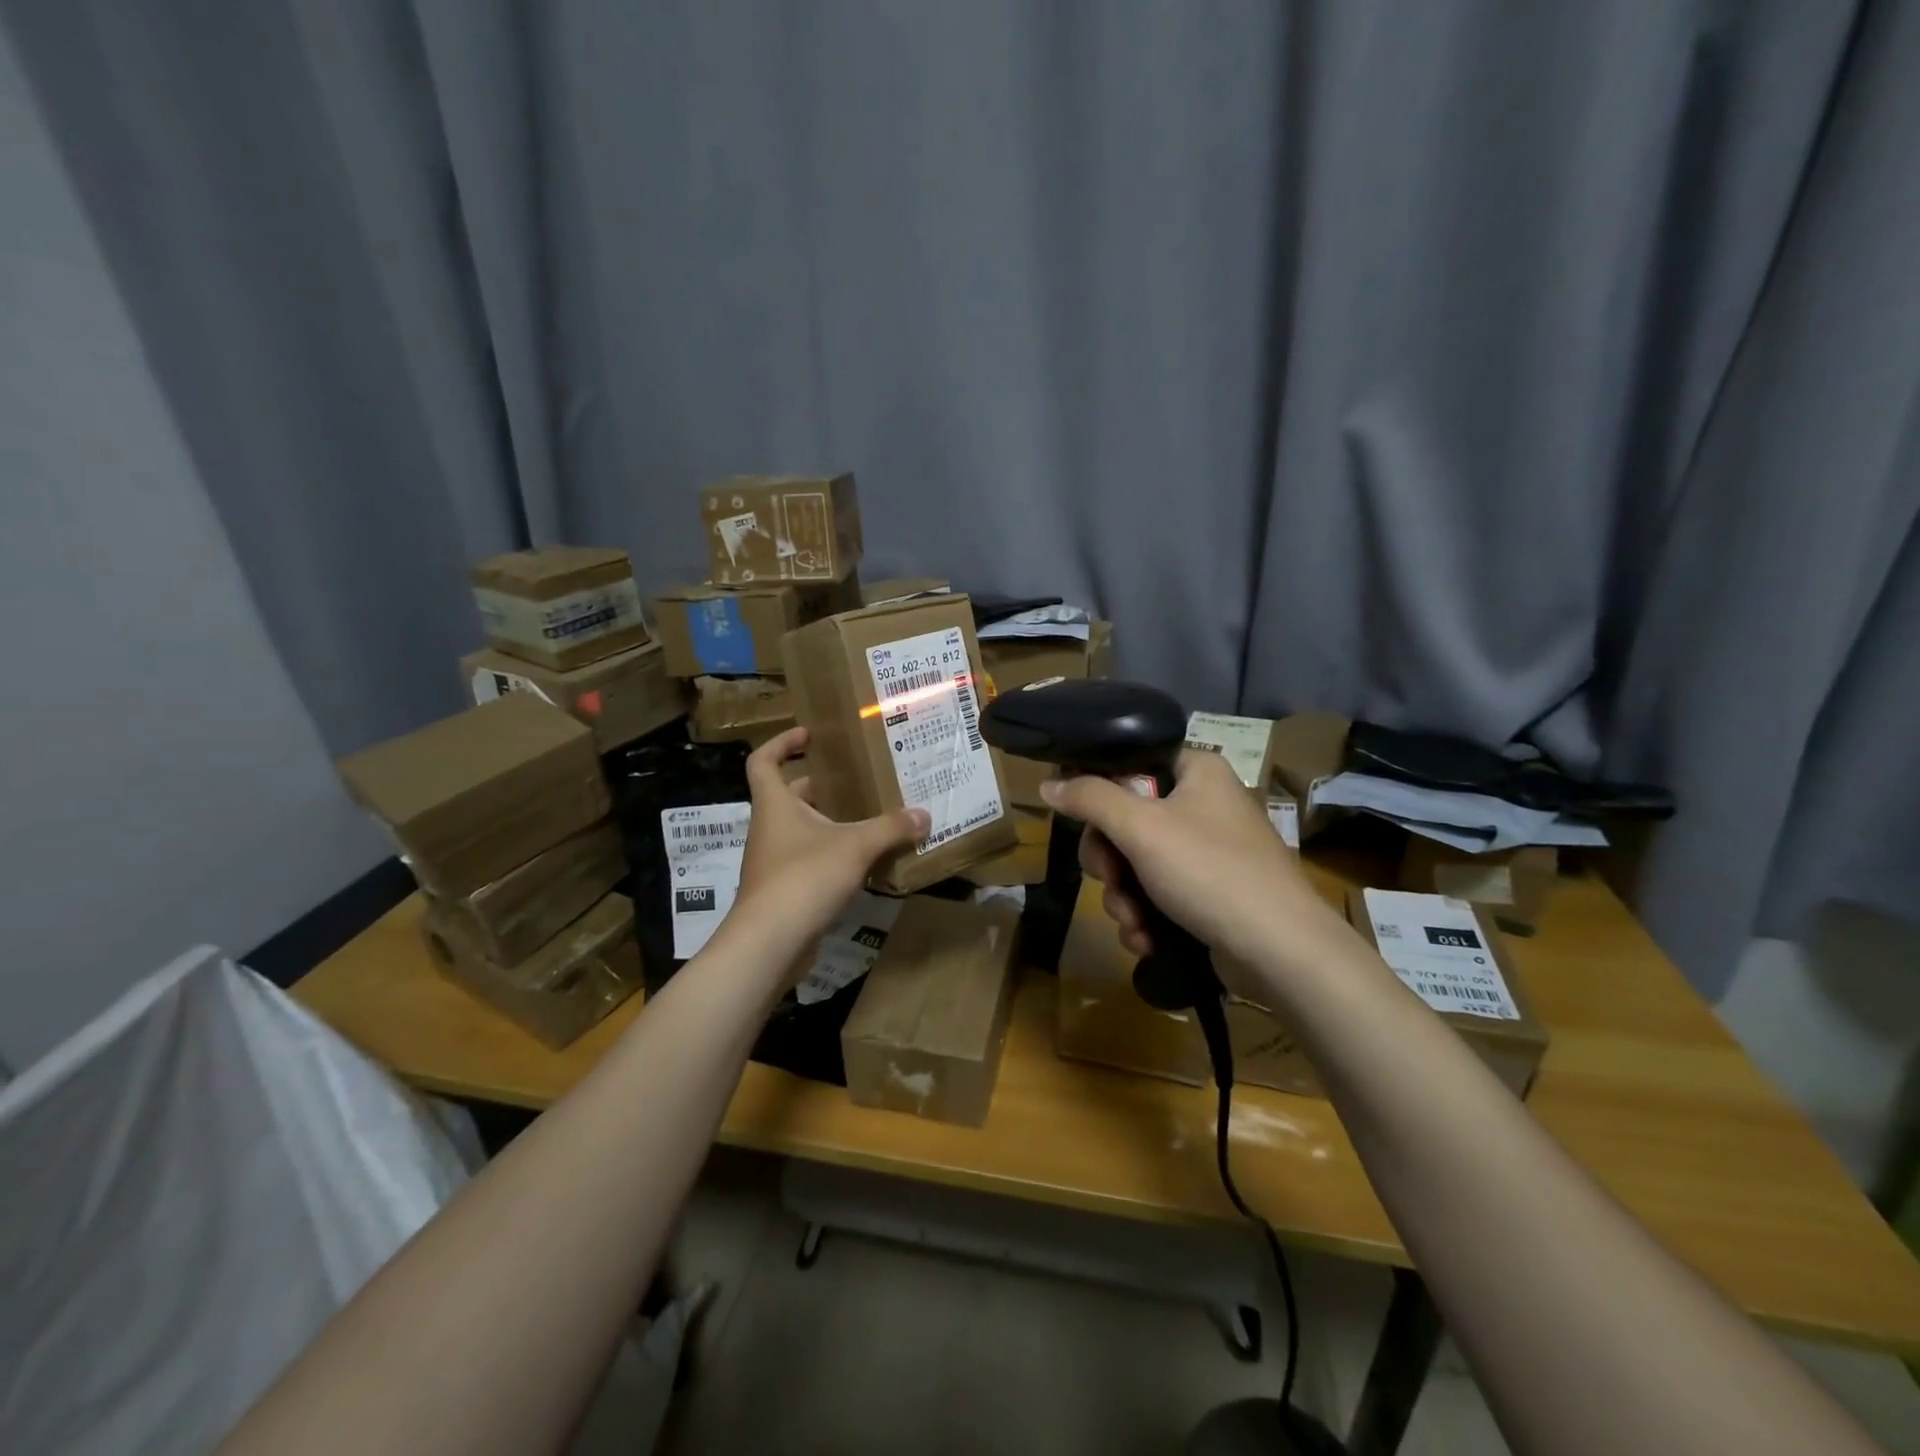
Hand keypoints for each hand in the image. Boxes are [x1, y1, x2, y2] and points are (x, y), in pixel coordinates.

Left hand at [732, 728, 928, 956]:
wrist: (770, 943)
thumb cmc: (804, 877)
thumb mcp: (855, 846)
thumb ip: (890, 828)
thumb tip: (923, 815)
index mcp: (775, 804)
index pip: (764, 760)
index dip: (782, 742)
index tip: (810, 735)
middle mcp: (770, 827)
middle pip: (790, 795)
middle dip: (822, 785)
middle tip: (858, 778)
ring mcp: (774, 861)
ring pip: (802, 830)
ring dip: (831, 822)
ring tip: (870, 817)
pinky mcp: (785, 890)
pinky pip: (810, 861)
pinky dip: (833, 855)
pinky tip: (865, 862)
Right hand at [1041, 749, 1342, 976]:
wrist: (1281, 951)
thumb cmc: (1209, 872)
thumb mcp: (1140, 828)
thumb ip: (1090, 798)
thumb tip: (1048, 784)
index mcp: (1196, 771)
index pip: (1130, 764)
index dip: (1098, 793)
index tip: (1083, 824)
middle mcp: (1204, 804)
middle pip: (1126, 819)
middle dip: (1110, 862)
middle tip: (1110, 881)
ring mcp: (1209, 852)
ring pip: (1138, 863)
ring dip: (1124, 897)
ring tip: (1133, 923)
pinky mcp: (1211, 893)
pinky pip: (1160, 893)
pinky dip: (1146, 916)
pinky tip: (1146, 940)